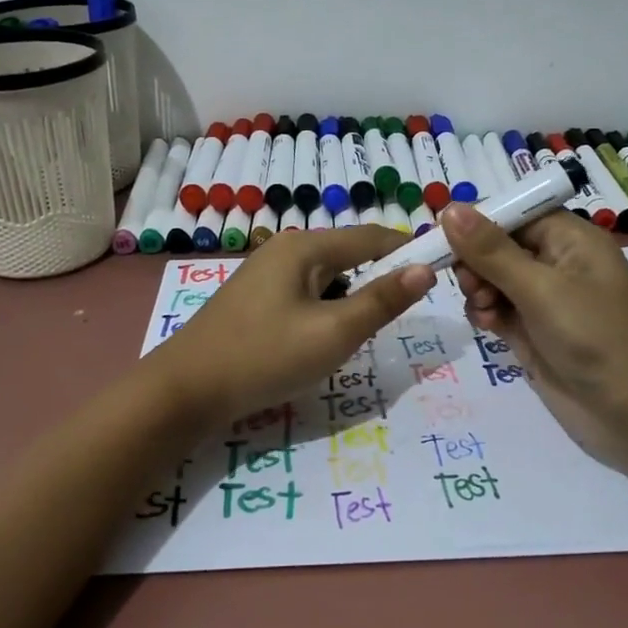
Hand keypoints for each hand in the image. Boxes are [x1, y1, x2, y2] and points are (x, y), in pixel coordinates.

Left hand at [153, 226, 433, 426]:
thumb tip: (424, 269)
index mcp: (306, 247)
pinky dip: (324, 311)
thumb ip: (381, 301)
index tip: (442, 271)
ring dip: (350, 301)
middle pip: (349, 255)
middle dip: (378, 282)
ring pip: (328, 279)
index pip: (373, 236)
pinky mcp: (255, 299)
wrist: (185, 391)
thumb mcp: (334, 333)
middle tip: (399, 319)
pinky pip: (305, 294)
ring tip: (358, 336)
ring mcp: (265, 273)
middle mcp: (285, 249)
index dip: (409, 251)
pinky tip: (320, 341)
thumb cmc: (265, 357)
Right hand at [442, 206, 627, 472]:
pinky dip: (485, 314)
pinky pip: (498, 311)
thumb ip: (491, 251)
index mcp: (569, 239)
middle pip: (498, 246)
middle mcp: (556, 264)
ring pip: (493, 280)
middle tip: (469, 284)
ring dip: (478, 289)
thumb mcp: (541, 288)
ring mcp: (545, 302)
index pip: (514, 214)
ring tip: (482, 309)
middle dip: (475, 261)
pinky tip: (486, 325)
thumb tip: (449, 208)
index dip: (477, 223)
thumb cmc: (596, 337)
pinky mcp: (534, 334)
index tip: (440, 238)